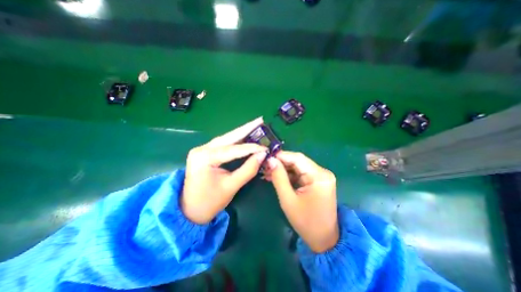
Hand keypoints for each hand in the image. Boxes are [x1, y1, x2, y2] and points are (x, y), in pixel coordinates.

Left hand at [182, 118, 265, 223]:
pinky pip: (224, 144)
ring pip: (226, 138)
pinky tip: (245, 135)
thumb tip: (262, 155)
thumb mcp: (231, 187)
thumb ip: (248, 170)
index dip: (251, 148)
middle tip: (260, 120)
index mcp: (205, 157)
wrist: (189, 211)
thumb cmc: (209, 202)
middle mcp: (202, 149)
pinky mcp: (206, 153)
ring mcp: (203, 149)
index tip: (266, 148)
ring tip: (255, 125)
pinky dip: (236, 140)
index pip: (233, 149)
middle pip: (229, 137)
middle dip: (246, 128)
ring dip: (242, 132)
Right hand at [265, 152, 337, 251]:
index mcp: (319, 176)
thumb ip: (279, 178)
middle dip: (280, 163)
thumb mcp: (288, 200)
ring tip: (267, 172)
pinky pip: (300, 173)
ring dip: (283, 169)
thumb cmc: (306, 222)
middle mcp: (322, 172)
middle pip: (298, 161)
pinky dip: (289, 175)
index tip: (266, 157)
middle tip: (265, 166)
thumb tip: (270, 160)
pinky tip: (277, 177)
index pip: (297, 158)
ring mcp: (321, 176)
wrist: (324, 239)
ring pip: (298, 166)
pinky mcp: (317, 181)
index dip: (281, 156)